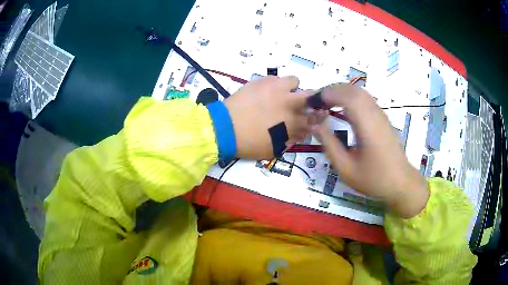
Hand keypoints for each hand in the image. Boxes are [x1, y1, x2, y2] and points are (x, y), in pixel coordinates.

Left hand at [224, 76, 310, 159]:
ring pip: (294, 81)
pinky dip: (274, 85)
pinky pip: (275, 78)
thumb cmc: (249, 143)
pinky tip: (264, 93)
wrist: (225, 129)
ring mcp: (275, 88)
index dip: (316, 117)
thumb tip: (302, 131)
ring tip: (279, 95)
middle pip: (311, 95)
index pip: (314, 117)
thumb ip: (291, 139)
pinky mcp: (261, 81)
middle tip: (296, 105)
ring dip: (290, 89)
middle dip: (308, 100)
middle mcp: (289, 102)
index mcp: (293, 121)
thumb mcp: (274, 148)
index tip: (310, 118)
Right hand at [314, 84, 428, 217]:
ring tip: (325, 104)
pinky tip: (342, 110)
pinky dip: (350, 98)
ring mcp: (380, 115)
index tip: (311, 102)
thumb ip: (329, 145)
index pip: (347, 97)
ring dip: (341, 93)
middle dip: (331, 90)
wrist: (400, 183)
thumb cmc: (373, 179)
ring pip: (359, 92)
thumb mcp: (346, 168)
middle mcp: (375, 114)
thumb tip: (314, 125)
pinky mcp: (382, 118)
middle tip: (315, 102)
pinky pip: (365, 99)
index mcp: (367, 126)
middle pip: (353, 90)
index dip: (327, 94)